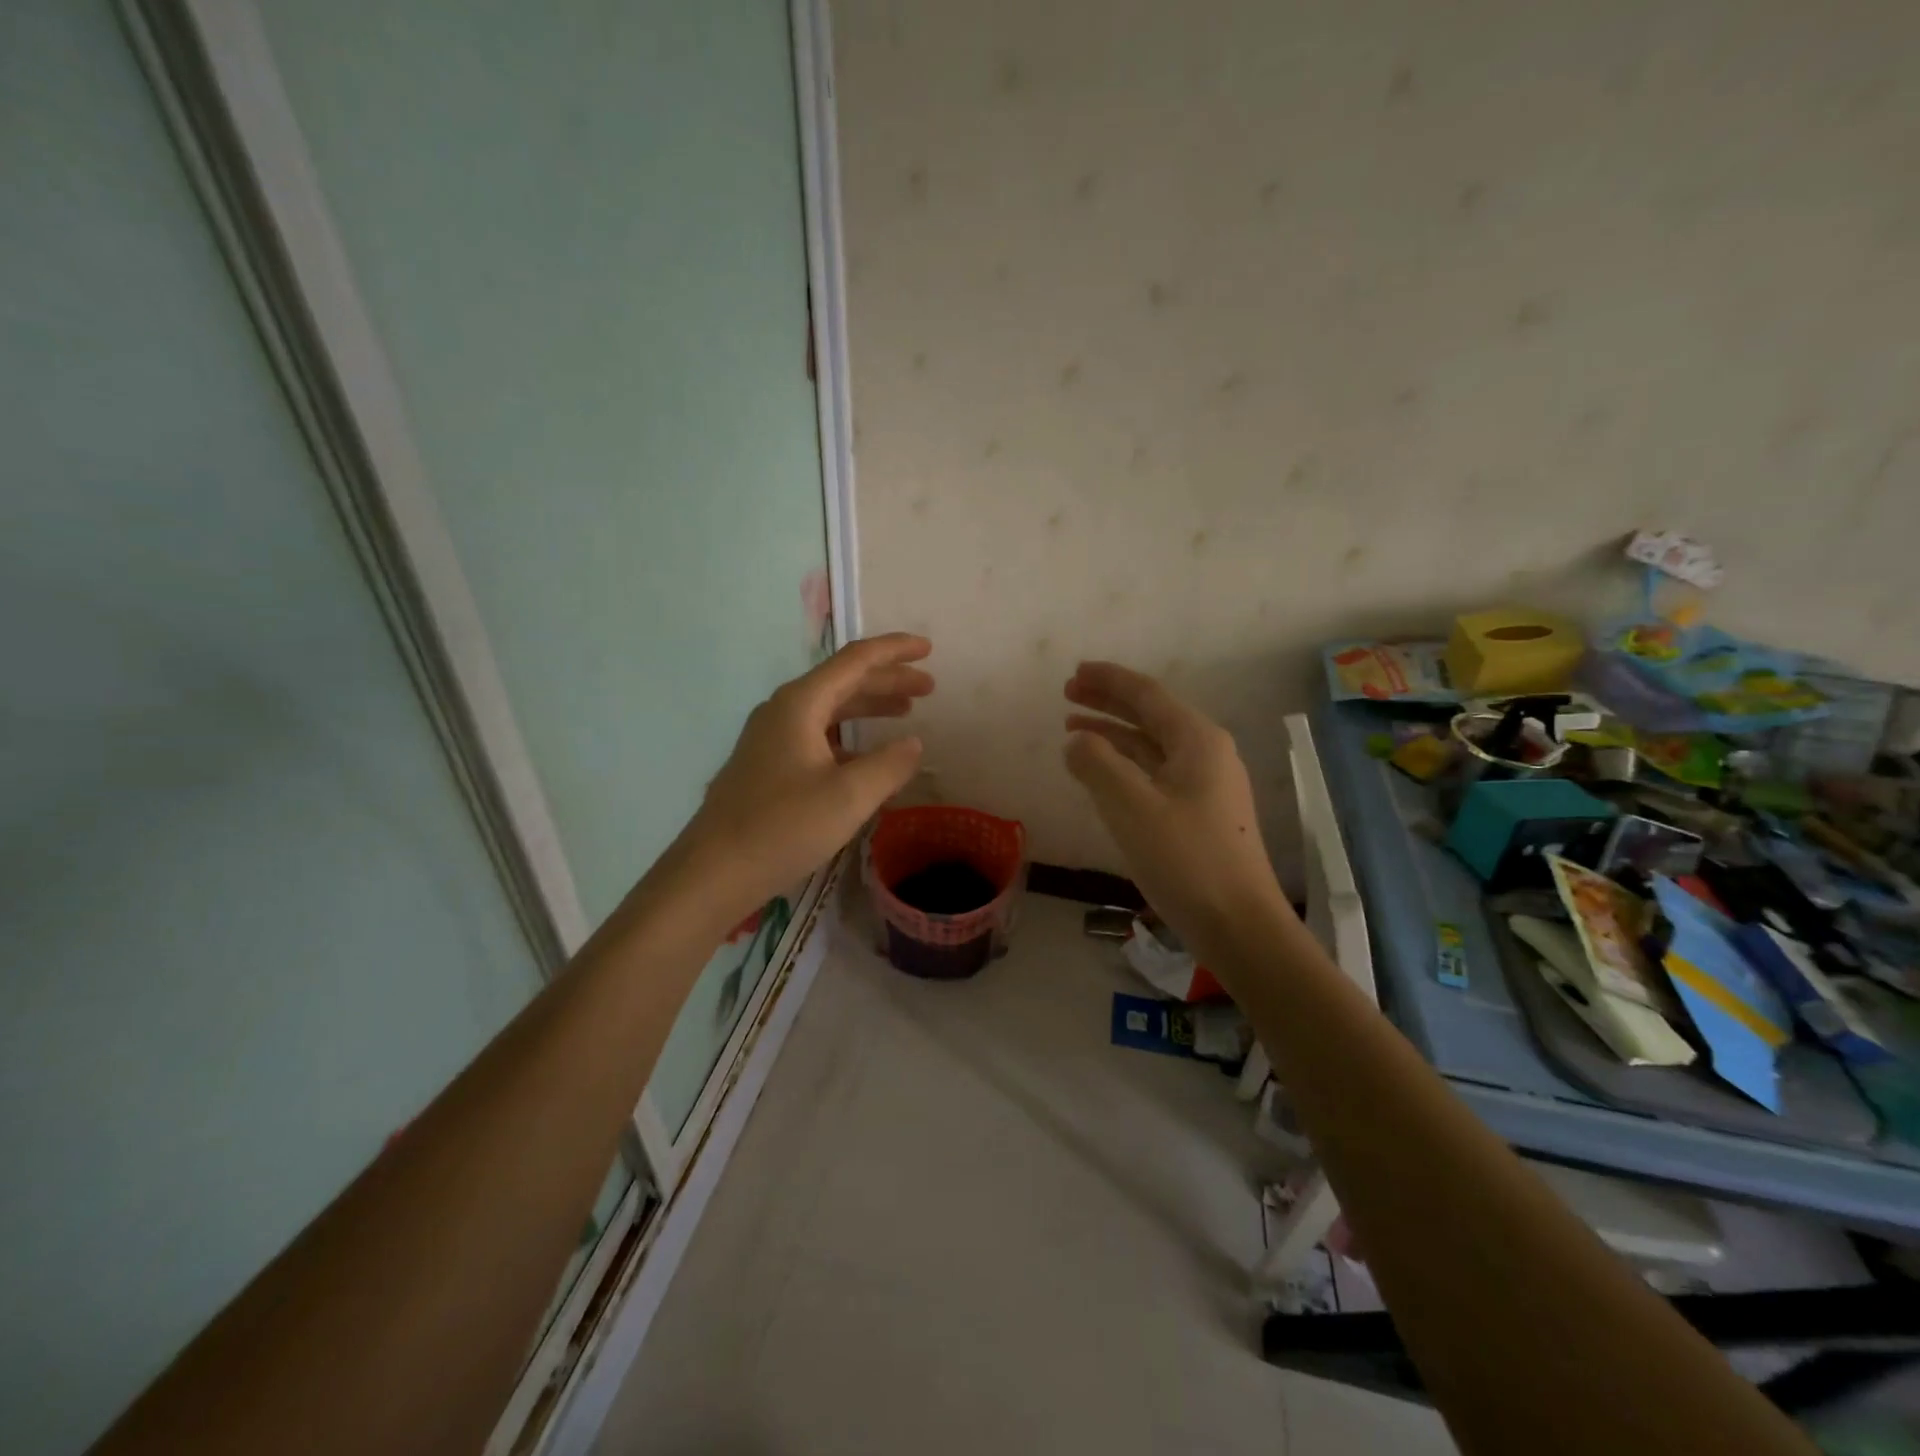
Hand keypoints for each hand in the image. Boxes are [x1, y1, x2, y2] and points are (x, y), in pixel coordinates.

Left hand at [675, 634, 932, 921]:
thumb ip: (889, 765)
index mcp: (800, 704)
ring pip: (829, 709)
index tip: (929, 649)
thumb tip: (914, 744)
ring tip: (906, 711)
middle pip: (843, 681)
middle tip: (928, 687)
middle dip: (887, 680)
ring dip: (868, 706)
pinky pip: (816, 735)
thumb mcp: (848, 797)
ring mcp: (770, 739)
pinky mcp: (766, 766)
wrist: (712, 872)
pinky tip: (866, 757)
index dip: (895, 651)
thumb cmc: (783, 827)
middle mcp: (782, 711)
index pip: (855, 660)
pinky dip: (848, 736)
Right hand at [1062, 661, 1288, 963]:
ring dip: (1114, 734)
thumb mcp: (1131, 806)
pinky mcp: (1201, 814)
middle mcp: (1206, 753)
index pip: (1146, 694)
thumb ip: (1097, 764)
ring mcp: (1207, 785)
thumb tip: (1077, 740)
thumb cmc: (1185, 859)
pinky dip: (1126, 765)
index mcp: (1196, 740)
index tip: (1074, 672)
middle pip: (1151, 715)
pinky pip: (1156, 773)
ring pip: (1152, 745)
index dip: (1108, 680)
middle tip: (1068, 694)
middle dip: (1108, 702)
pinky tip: (1104, 774)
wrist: (1239, 925)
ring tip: (1074, 729)